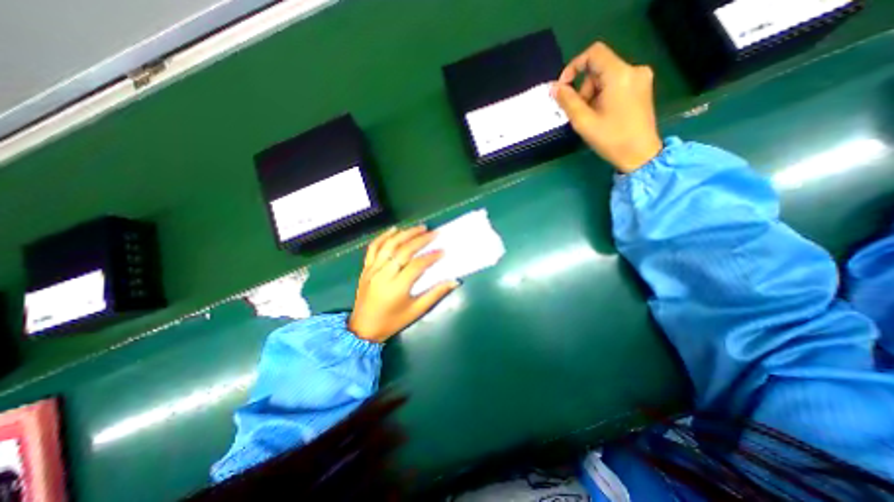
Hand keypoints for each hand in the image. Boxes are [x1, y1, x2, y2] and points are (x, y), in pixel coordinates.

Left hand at [348, 225, 460, 341]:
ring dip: (405, 234)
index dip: (431, 256)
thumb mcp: (416, 311)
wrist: (363, 329)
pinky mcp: (366, 268)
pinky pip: (373, 248)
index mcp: (397, 287)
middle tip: (434, 233)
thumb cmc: (393, 321)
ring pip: (389, 245)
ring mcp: (372, 269)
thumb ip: (436, 294)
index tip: (443, 251)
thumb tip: (454, 281)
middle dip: (420, 240)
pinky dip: (383, 237)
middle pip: (403, 250)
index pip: (417, 265)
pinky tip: (394, 229)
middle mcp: (384, 274)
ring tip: (419, 228)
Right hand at [553, 40, 661, 172]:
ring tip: (591, 117)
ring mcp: (640, 78)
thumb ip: (567, 102)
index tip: (563, 88)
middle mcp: (633, 70)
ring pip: (606, 77)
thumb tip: (553, 88)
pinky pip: (615, 84)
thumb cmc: (611, 139)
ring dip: (592, 95)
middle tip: (579, 112)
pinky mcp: (642, 87)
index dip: (573, 67)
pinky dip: (603, 96)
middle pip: (599, 68)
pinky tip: (602, 114)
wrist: (640, 154)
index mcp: (620, 75)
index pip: (594, 53)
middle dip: (583, 88)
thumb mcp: (584, 122)